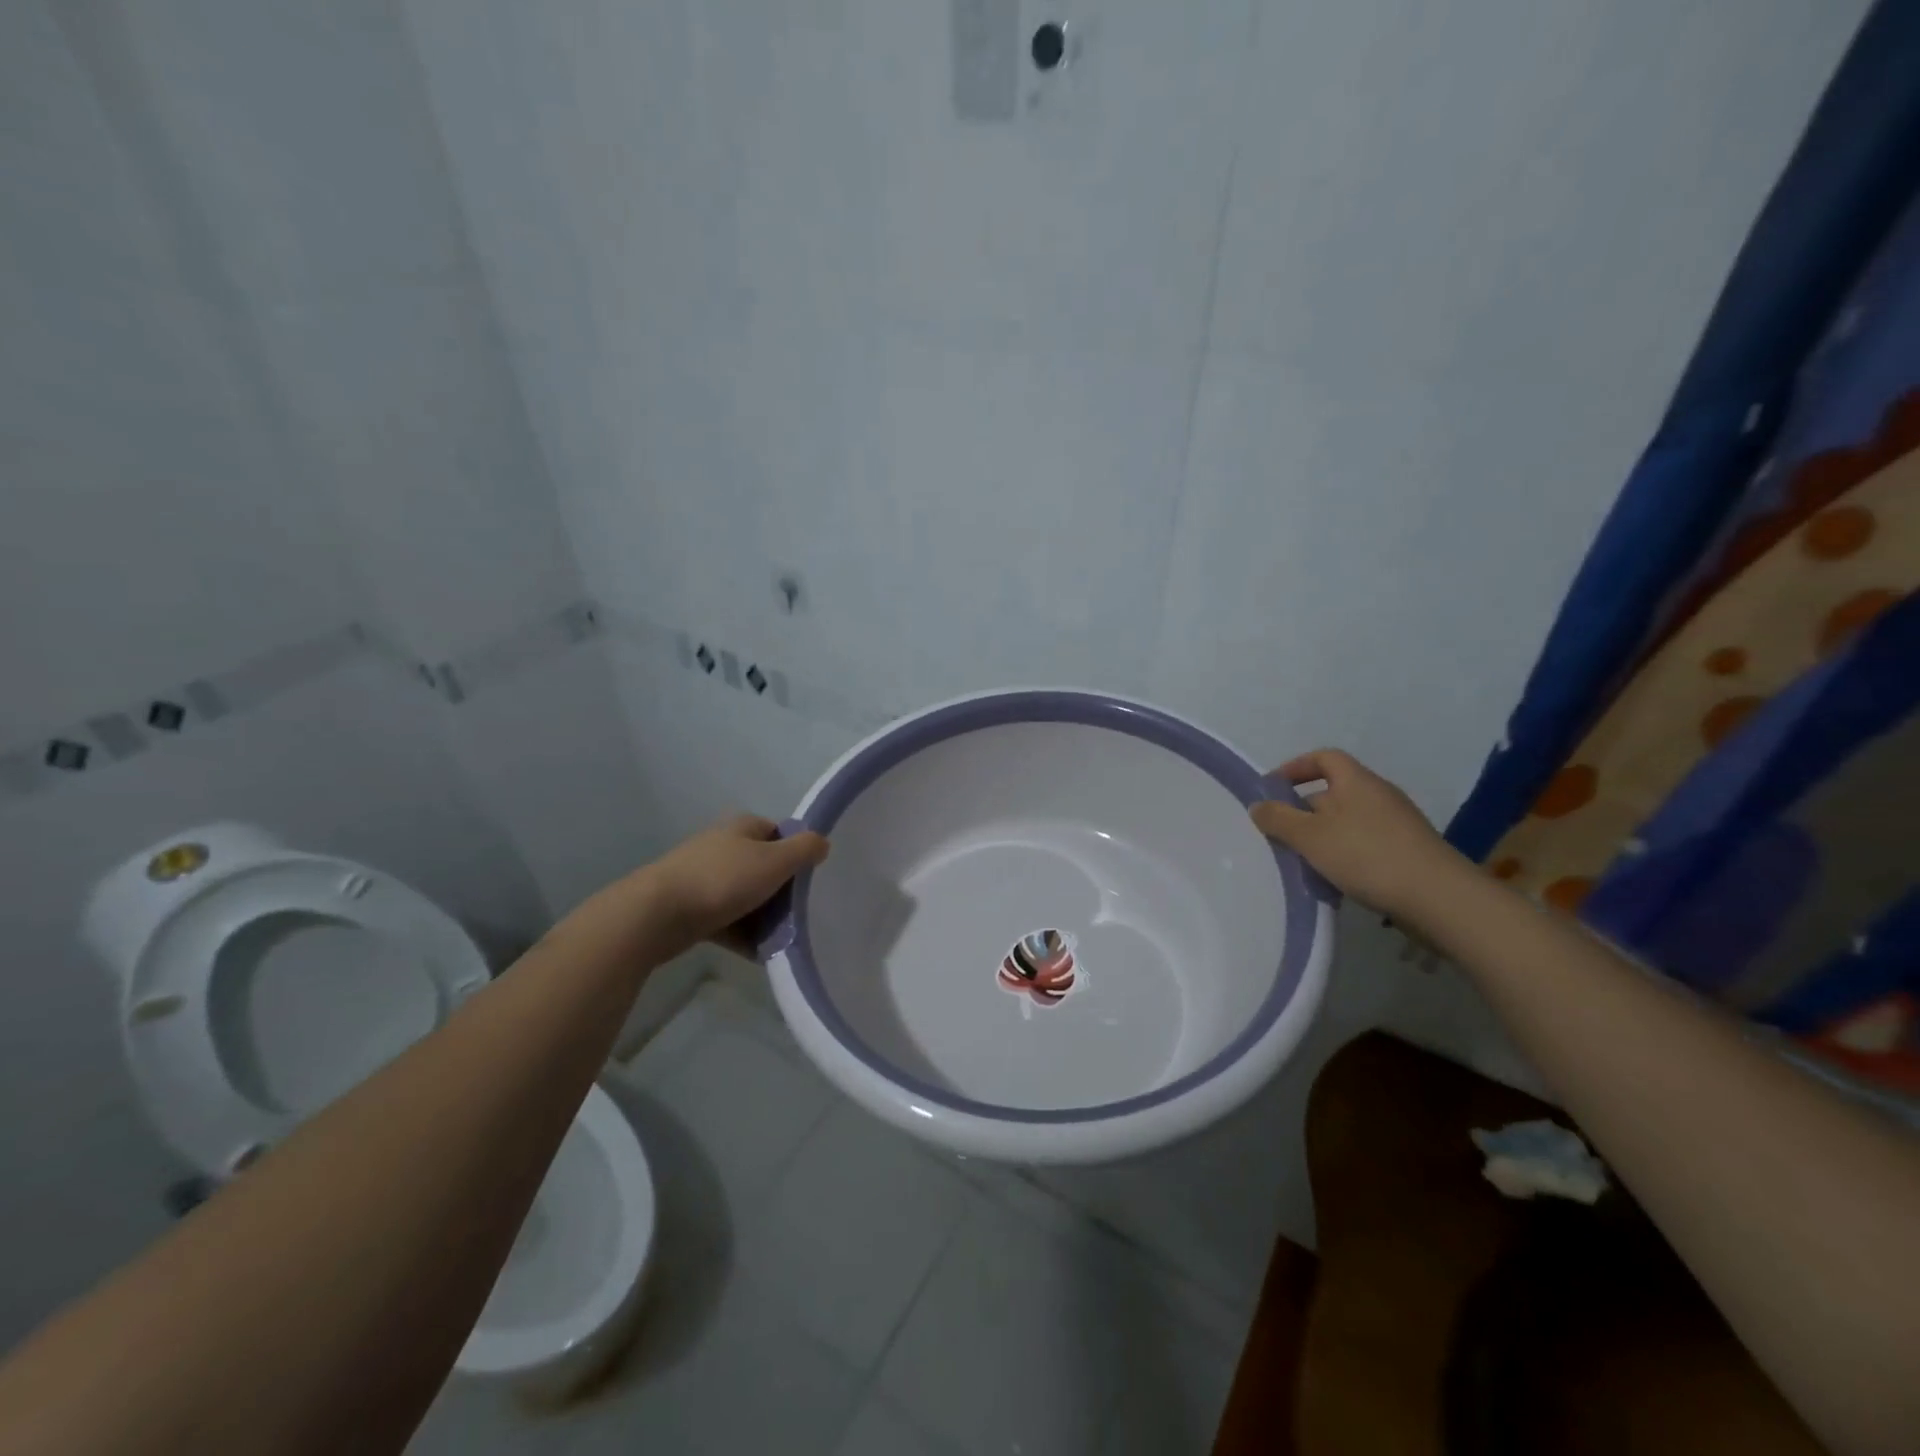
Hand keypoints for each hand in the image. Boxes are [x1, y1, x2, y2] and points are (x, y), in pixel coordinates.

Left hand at [571, 814, 829, 965]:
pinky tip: (760, 955)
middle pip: (765, 867)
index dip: (797, 854)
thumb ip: (805, 850)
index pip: (780, 833)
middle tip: (801, 915)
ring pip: (746, 896)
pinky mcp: (691, 907)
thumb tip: (822, 843)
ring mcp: (704, 877)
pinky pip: (728, 920)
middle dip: (783, 892)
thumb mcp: (775, 861)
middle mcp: (723, 846)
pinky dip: (743, 935)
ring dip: (764, 918)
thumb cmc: (722, 880)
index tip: (811, 881)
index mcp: (743, 827)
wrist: (657, 915)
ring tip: (783, 940)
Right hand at [1249, 749, 1461, 916]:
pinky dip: (1344, 855)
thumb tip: (1258, 805)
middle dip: (1303, 811)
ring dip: (1322, 837)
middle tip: (1280, 835)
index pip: (1324, 758)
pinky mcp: (1408, 851)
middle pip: (1333, 792)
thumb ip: (1279, 819)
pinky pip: (1365, 844)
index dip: (1295, 767)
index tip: (1272, 789)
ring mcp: (1397, 824)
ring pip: (1347, 822)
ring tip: (1303, 863)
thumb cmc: (1367, 856)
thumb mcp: (1310, 836)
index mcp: (1356, 781)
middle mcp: (1379, 795)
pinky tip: (1335, 880)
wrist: (1439, 898)